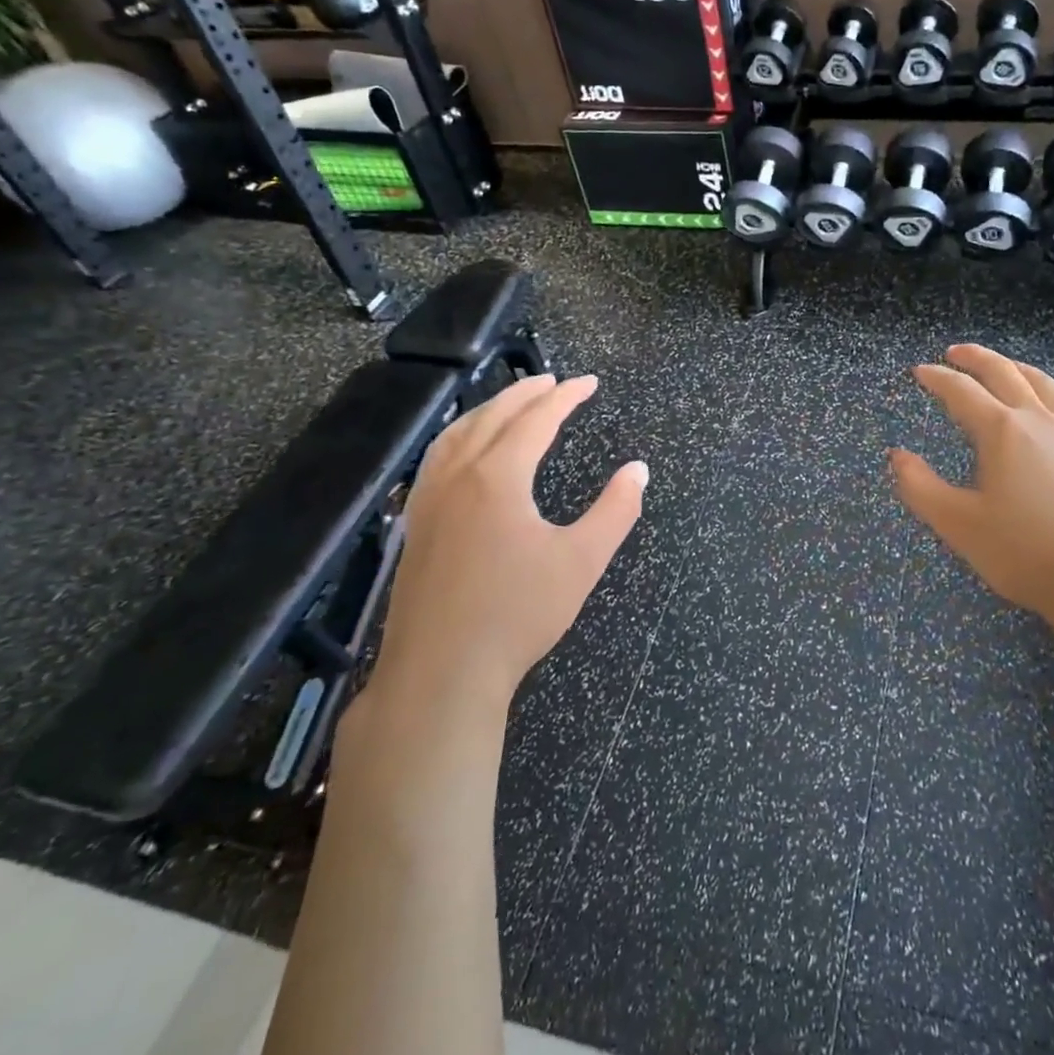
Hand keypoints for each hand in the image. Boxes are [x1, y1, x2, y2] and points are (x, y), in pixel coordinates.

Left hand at [356, 375, 646, 743]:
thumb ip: (616, 510)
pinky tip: (466, 452)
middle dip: (526, 392)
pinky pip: (436, 459)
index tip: (590, 382)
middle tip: (554, 380)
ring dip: (488, 409)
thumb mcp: (582, 560)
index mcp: (498, 477)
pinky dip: (459, 436)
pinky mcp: (414, 525)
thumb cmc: (518, 614)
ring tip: (512, 402)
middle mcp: (458, 476)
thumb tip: (639, 470)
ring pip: (456, 433)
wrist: (441, 674)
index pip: (536, 419)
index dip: (566, 396)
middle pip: (493, 416)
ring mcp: (428, 500)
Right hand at [891, 346, 1053, 629]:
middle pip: (1005, 373)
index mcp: (1001, 432)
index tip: (919, 371)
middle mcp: (1038, 422)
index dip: (937, 378)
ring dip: (1018, 368)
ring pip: (1044, 386)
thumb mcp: (958, 524)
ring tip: (1004, 365)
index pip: (962, 392)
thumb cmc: (1024, 552)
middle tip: (954, 352)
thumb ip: (921, 487)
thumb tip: (897, 456)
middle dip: (976, 358)